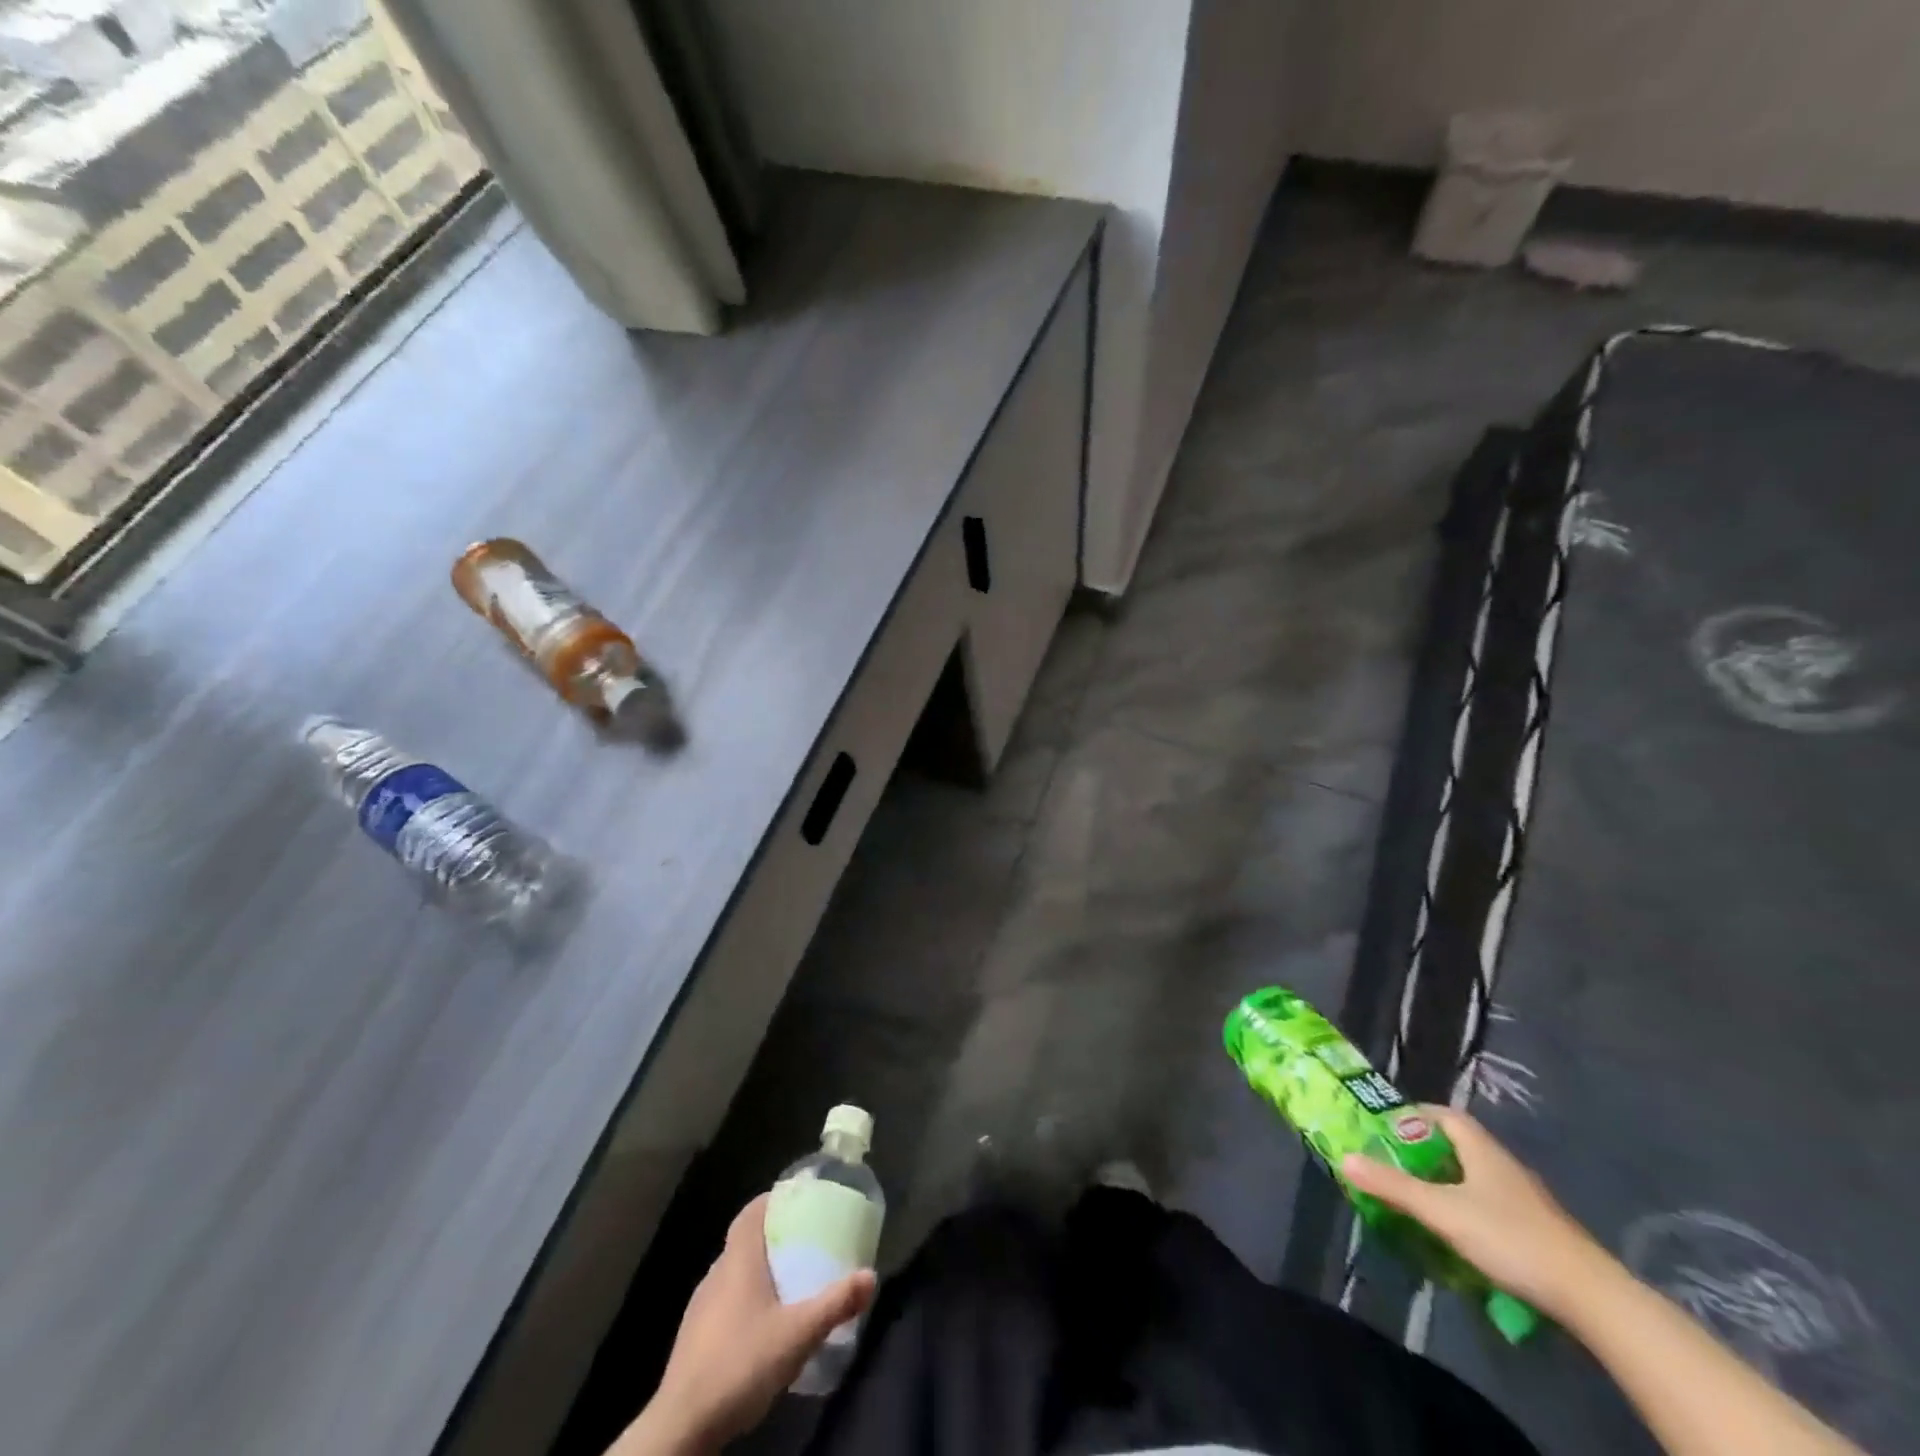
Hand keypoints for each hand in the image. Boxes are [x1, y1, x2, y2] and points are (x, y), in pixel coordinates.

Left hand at [629, 1194, 875, 1453]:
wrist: (682, 1426)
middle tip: (806, 1241)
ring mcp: (701, 1306)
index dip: (773, 1200)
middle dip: (775, 1236)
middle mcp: (716, 1273)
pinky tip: (763, 1324)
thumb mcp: (797, 1334)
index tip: (799, 1200)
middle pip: (746, 1240)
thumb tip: (871, 1276)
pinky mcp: (694, 1337)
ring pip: (735, 1272)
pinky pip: (725, 1301)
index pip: (752, 1212)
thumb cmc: (741, 1363)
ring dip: (760, 1270)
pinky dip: (746, 1299)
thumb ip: (835, 1303)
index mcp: (738, 1260)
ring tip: (790, 1281)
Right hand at [1342, 1106, 1610, 1318]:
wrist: (1590, 1296)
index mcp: (1480, 1148)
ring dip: (1447, 1180)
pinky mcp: (1537, 1228)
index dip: (1414, 1116)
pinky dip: (1468, 1206)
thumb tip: (1344, 1157)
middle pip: (1458, 1144)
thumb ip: (1393, 1186)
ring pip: (1475, 1175)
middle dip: (1424, 1151)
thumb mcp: (1442, 1211)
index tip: (1387, 1129)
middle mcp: (1503, 1163)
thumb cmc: (1509, 1237)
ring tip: (1419, 1198)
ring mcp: (1525, 1197)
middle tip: (1394, 1165)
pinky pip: (1491, 1202)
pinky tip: (1458, 1231)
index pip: (1444, 1115)